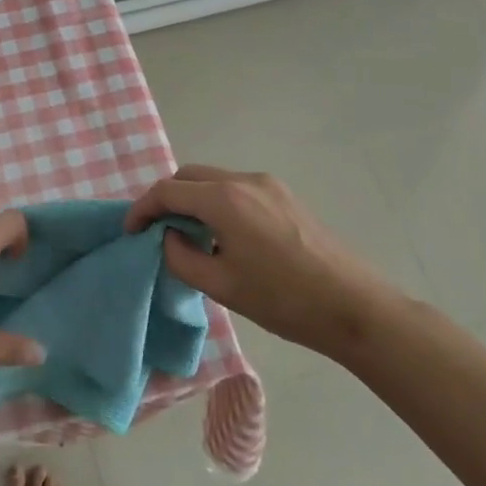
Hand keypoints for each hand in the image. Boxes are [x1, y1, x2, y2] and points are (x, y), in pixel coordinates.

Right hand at [126, 164, 399, 357]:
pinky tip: (222, 235)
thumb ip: (181, 257)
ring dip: (192, 200)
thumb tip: (170, 237)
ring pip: (213, 180)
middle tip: (155, 230)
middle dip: (166, 198)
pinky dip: (216, 203)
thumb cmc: (283, 300)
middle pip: (189, 176)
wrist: (356, 308)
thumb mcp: (221, 286)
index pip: (167, 191)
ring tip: (187, 235)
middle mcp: (244, 180)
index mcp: (224, 199)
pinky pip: (237, 189)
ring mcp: (268, 185)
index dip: (142, 208)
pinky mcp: (285, 197)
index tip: (130, 231)